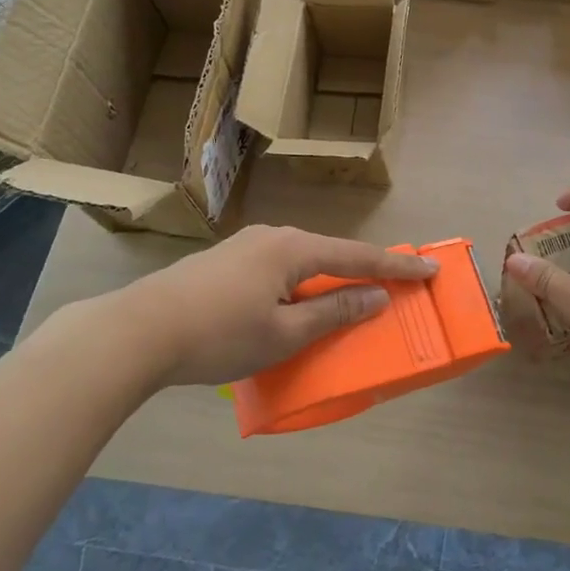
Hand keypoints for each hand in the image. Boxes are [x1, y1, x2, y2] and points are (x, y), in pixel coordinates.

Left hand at [64, 225, 438, 394]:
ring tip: (344, 297)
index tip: (431, 270)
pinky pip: (278, 266)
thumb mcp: (284, 333)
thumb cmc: (219, 334)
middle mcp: (274, 236)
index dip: (397, 267)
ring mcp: (246, 245)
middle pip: (330, 253)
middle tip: (391, 284)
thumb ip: (333, 311)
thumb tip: (375, 296)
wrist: (138, 330)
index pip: (358, 256)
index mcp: (294, 248)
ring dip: (327, 279)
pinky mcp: (225, 260)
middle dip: (362, 270)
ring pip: (302, 260)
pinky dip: (299, 283)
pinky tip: (293, 302)